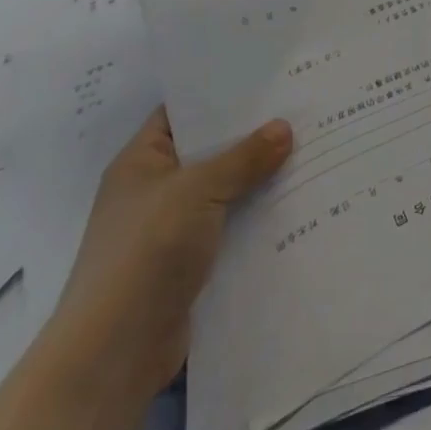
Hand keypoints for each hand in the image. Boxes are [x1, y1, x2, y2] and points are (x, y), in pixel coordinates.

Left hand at [46, 109, 293, 399]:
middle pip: (212, 150)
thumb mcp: (197, 191)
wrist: (114, 353)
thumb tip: (284, 127)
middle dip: (255, 134)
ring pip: (228, 189)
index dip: (221, 92)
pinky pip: (234, 225)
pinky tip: (302, 199)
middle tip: (305, 108)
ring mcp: (174, 227)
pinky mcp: (193, 262)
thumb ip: (243, 158)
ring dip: (263, 176)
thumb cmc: (146, 252)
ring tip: (316, 147)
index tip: (269, 77)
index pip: (184, 111)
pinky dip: (262, 214)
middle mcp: (156, 189)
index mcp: (142, 162)